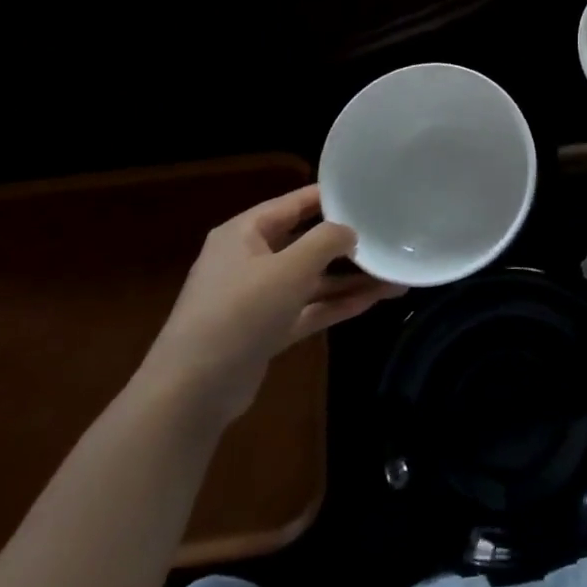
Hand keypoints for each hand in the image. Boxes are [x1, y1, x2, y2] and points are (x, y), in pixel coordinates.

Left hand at [140, 186, 403, 422]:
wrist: (192, 393)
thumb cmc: (239, 313)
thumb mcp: (289, 268)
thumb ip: (326, 241)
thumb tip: (350, 231)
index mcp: (244, 233)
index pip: (295, 203)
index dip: (332, 197)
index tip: (372, 194)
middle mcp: (250, 260)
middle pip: (306, 242)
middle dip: (348, 244)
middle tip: (389, 237)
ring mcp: (258, 298)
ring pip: (312, 280)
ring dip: (350, 279)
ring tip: (395, 275)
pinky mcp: (266, 331)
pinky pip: (309, 308)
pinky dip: (337, 304)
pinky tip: (375, 300)